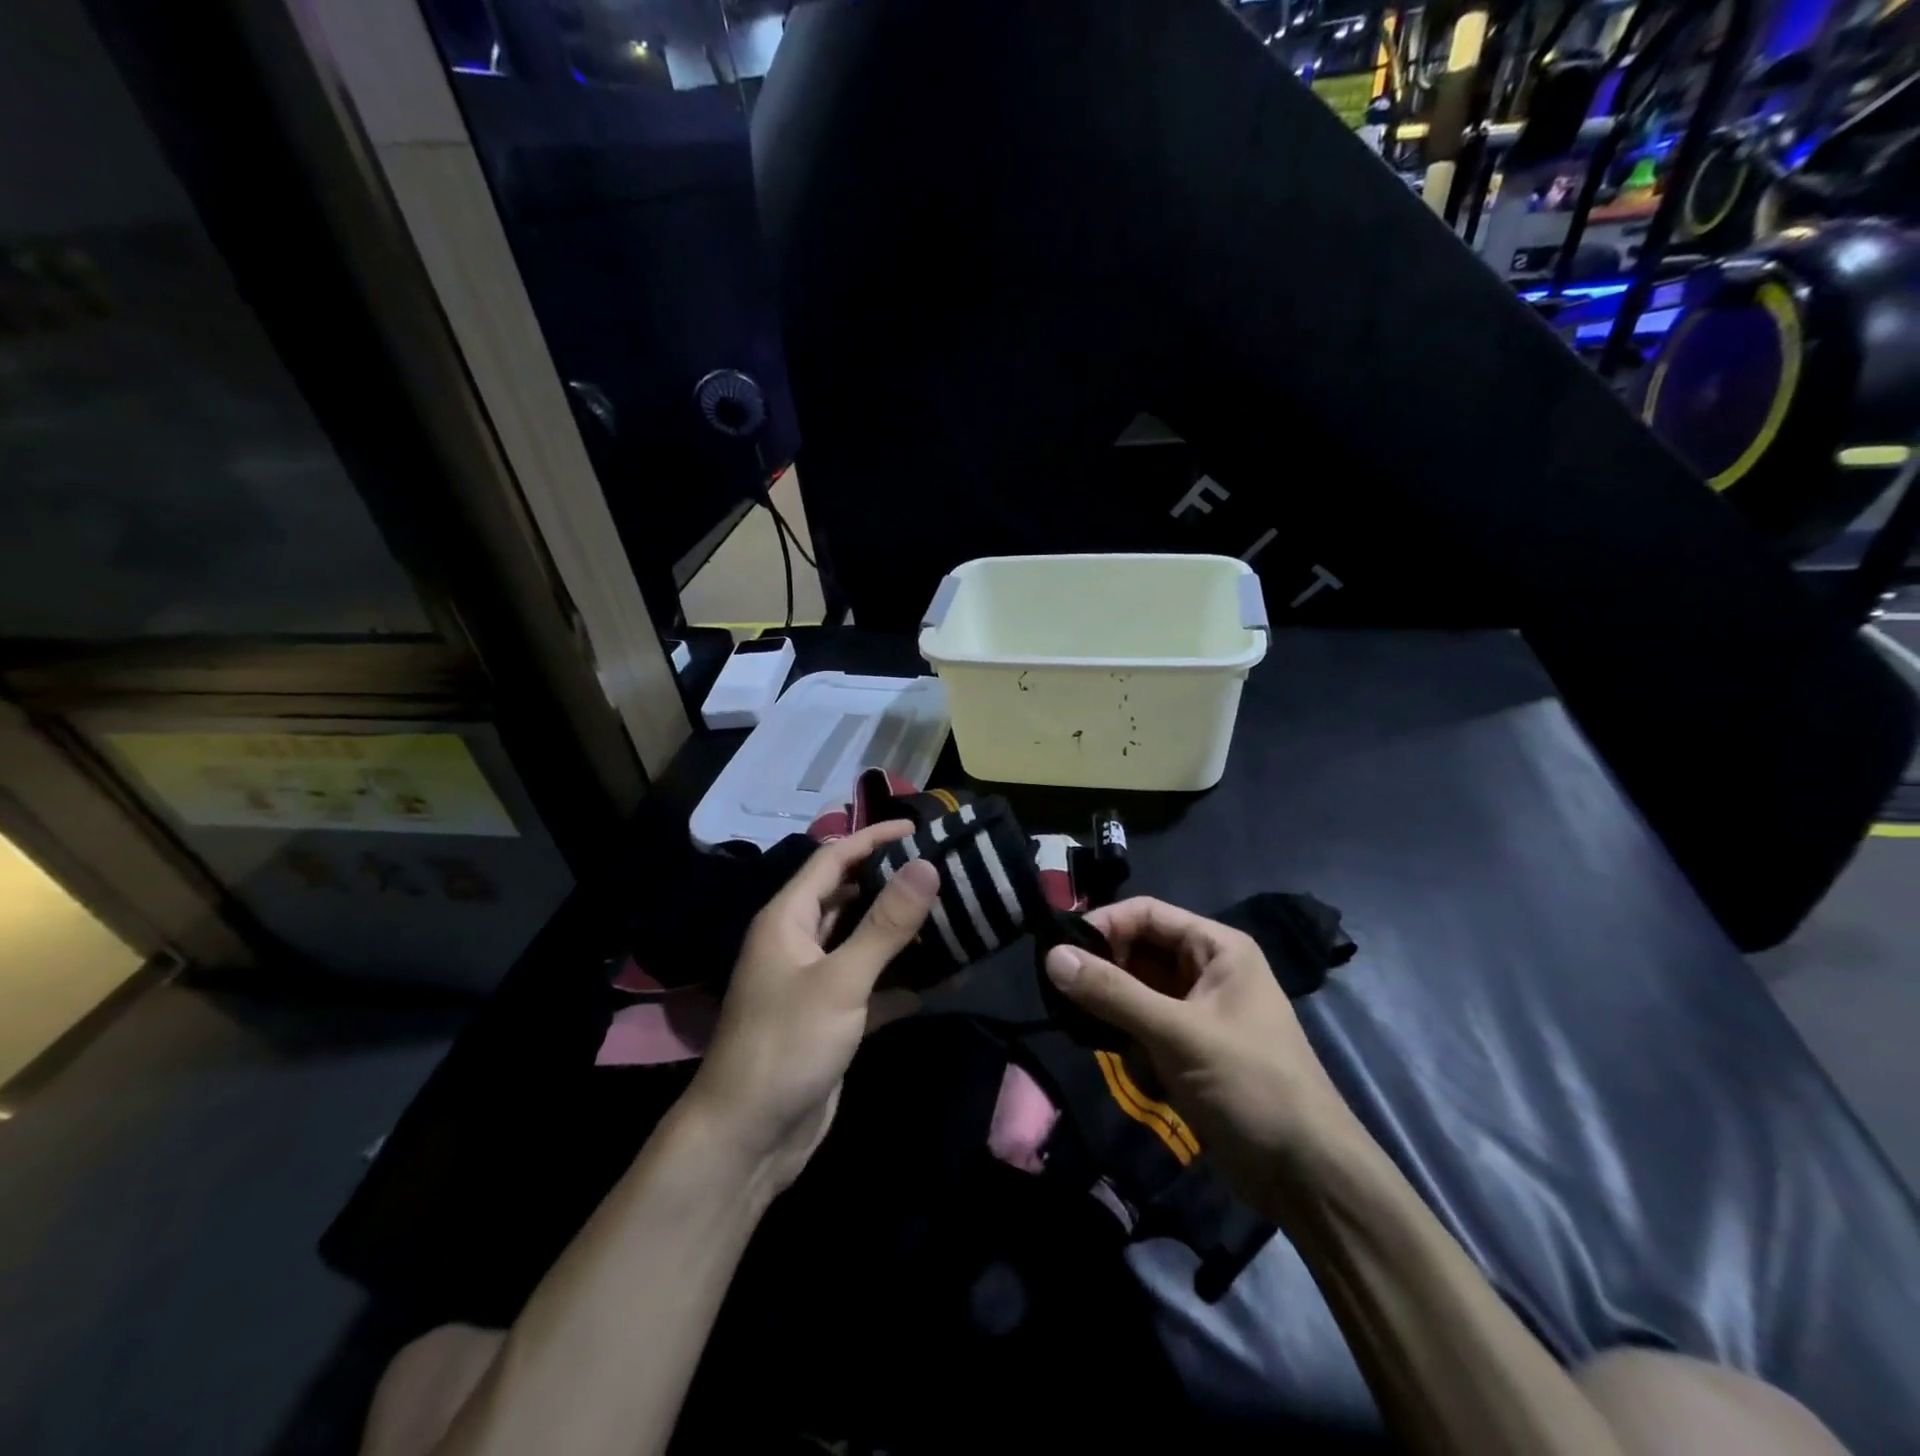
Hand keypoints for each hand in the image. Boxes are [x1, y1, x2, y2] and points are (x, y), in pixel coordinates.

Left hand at [688, 822, 938, 1193]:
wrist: (748, 1139)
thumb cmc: (786, 1046)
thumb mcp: (840, 980)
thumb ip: (885, 925)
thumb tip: (927, 865)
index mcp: (789, 918)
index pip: (834, 859)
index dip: (873, 838)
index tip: (920, 828)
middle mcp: (800, 941)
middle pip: (851, 896)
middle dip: (894, 881)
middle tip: (945, 870)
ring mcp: (817, 981)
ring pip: (865, 940)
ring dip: (904, 931)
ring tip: (954, 913)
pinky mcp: (834, 1017)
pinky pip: (875, 984)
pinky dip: (905, 980)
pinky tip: (947, 977)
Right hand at [1044, 897, 1355, 1217]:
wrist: (1306, 1176)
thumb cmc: (1251, 1086)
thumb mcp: (1178, 1034)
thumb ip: (1113, 993)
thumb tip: (1051, 955)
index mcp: (1216, 948)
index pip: (1147, 914)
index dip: (1103, 925)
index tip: (1057, 950)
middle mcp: (1205, 970)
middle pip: (1138, 950)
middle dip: (1103, 970)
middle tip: (1060, 994)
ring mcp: (1196, 1010)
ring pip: (1135, 989)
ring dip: (1109, 1007)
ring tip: (1079, 1025)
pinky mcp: (1187, 1047)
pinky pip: (1142, 1023)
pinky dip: (1123, 1035)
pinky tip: (1112, 1053)